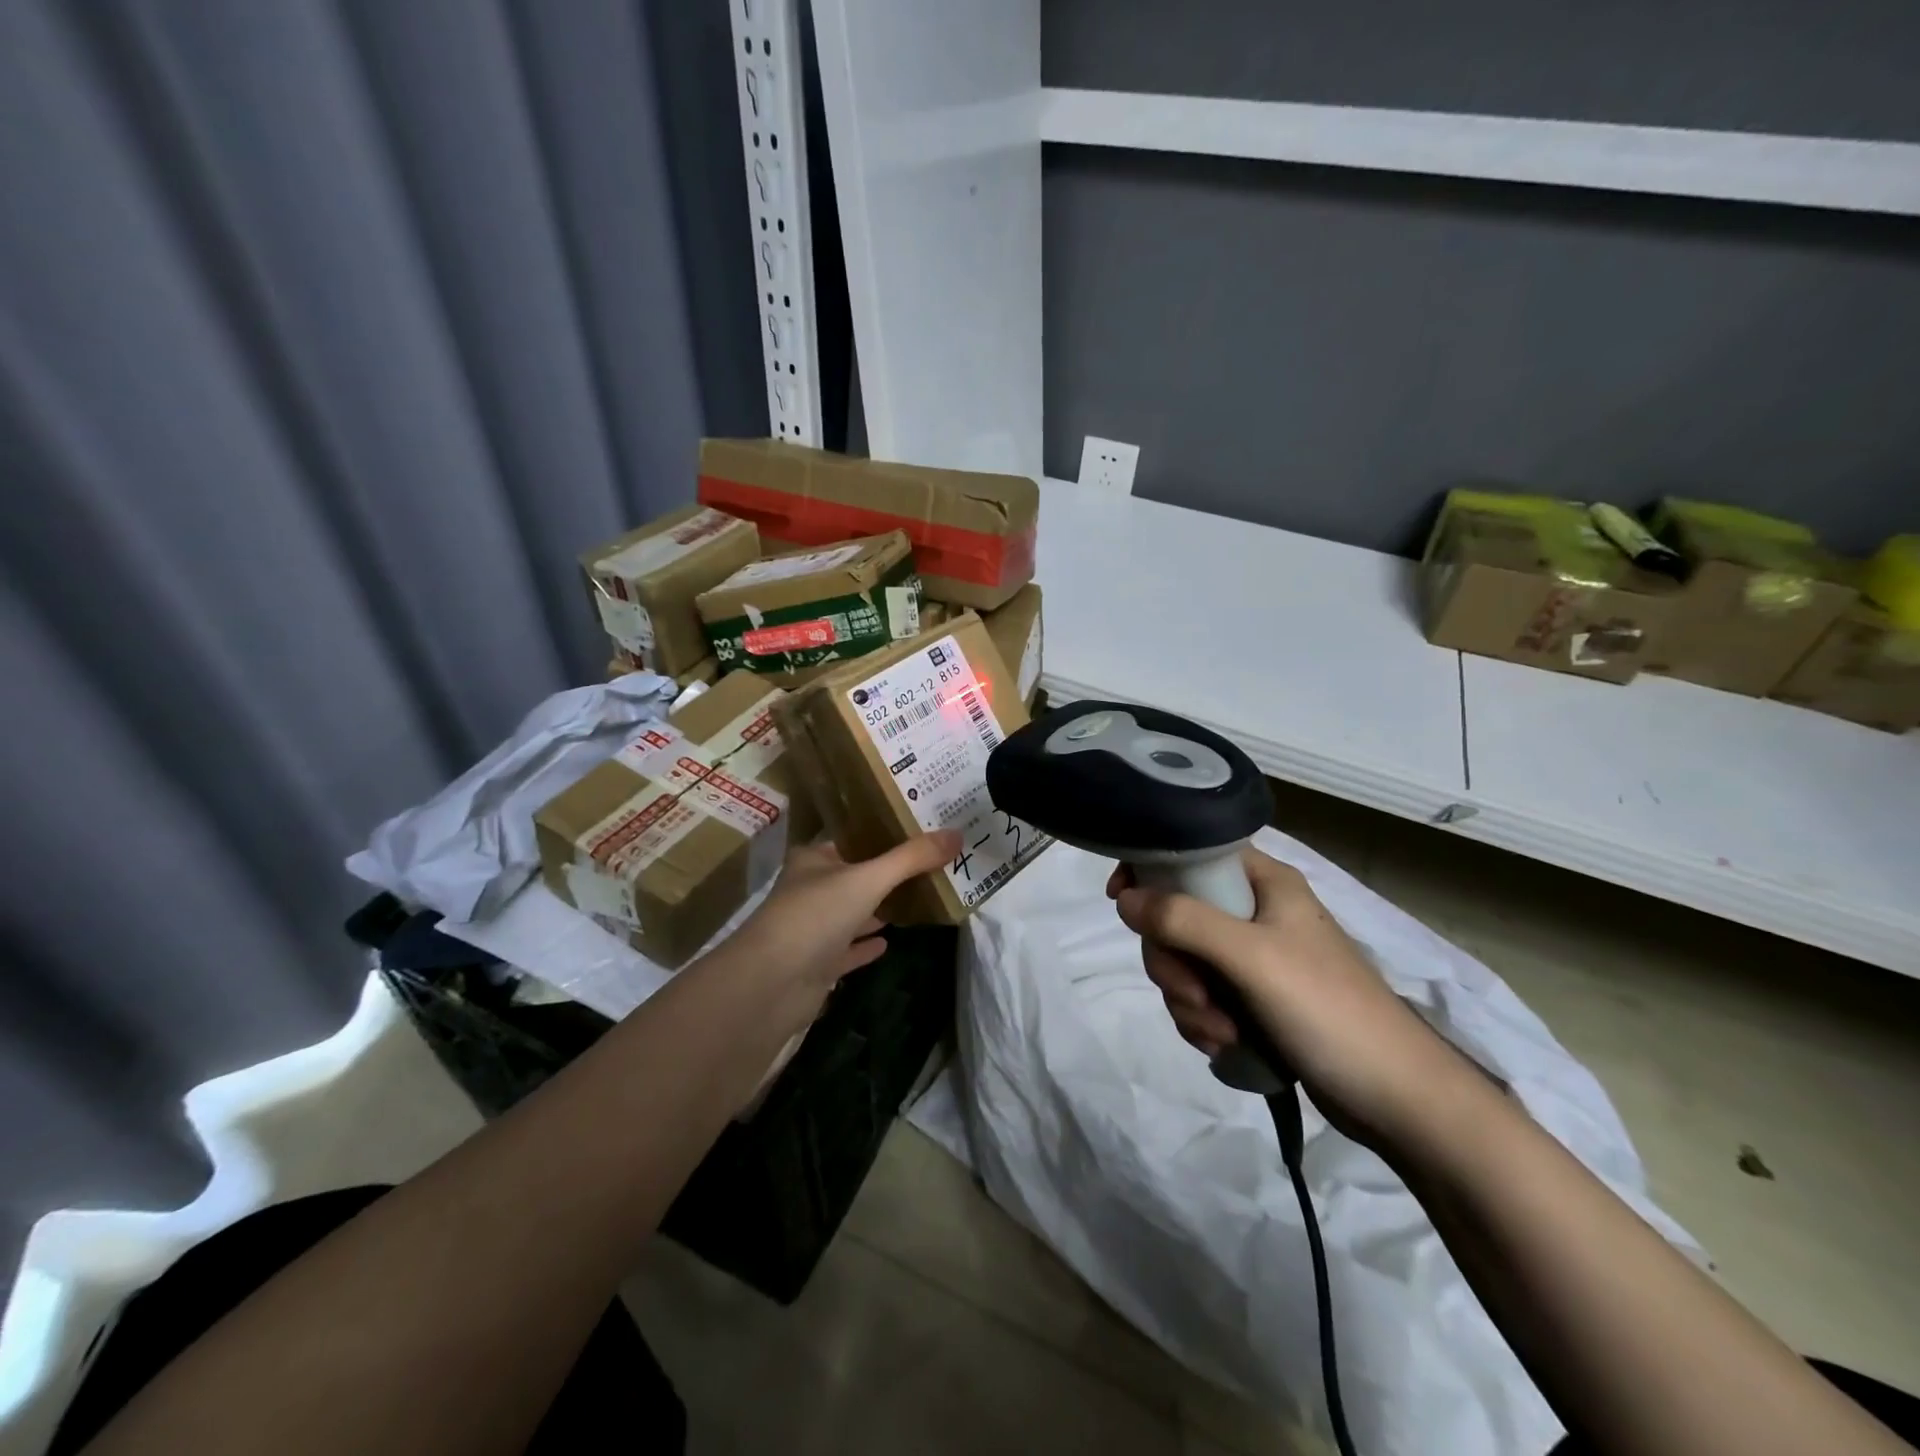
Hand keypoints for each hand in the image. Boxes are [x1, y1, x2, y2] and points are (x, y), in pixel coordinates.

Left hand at [729, 831, 962, 994]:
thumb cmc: (815, 916)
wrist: (771, 985)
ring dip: (879, 909)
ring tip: (919, 899)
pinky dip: (867, 945)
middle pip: (855, 876)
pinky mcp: (817, 964)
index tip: (920, 830)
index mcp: (814, 860)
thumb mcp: (868, 879)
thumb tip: (957, 834)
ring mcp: (812, 929)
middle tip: (931, 864)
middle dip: (888, 873)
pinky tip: (890, 942)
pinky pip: (849, 950)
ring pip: (853, 913)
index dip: (883, 833)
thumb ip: (912, 858)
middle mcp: (810, 890)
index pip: (853, 838)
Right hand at [1108, 848, 1479, 1150]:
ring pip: (1184, 962)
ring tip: (1224, 1031)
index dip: (1152, 869)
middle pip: (1177, 916)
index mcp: (1264, 883)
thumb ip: (1184, 921)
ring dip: (1189, 1001)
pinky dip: (1203, 1021)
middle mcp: (1255, 913)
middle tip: (1196, 994)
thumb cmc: (1328, 1010)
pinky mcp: (1253, 1000)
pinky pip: (1200, 997)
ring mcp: (1254, 959)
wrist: (1397, 1099)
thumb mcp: (1251, 957)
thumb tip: (1124, 899)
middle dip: (1175, 963)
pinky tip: (1227, 1045)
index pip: (1192, 852)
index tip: (1122, 900)